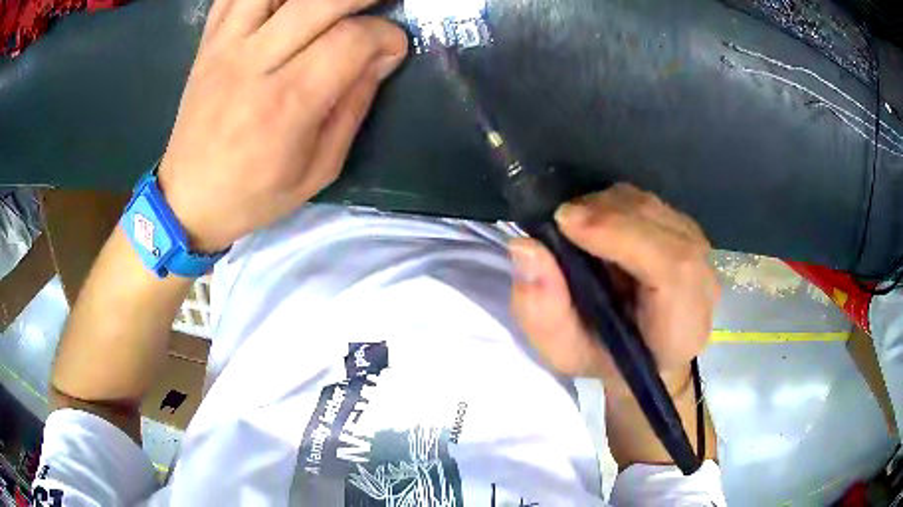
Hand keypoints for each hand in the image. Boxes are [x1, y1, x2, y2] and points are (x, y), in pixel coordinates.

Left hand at [157, 0, 407, 250]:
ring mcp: (224, 47)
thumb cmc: (253, 194)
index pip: (350, 41)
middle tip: (382, 2)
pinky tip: (286, 2)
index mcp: (287, 104)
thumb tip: (380, 58)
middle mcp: (253, 64)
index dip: (385, 36)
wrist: (187, 200)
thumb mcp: (318, 169)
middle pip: (318, 1)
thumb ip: (353, 107)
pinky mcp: (207, 43)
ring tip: (333, 3)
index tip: (393, 48)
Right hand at [509, 184, 718, 395]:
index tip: (566, 222)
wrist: (647, 356)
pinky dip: (616, 206)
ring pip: (650, 206)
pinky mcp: (686, 231)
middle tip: (560, 221)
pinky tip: (598, 226)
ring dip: (606, 207)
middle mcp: (702, 279)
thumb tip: (525, 246)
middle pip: (658, 224)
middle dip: (604, 214)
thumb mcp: (563, 352)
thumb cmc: (606, 360)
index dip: (621, 235)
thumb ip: (543, 309)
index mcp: (683, 323)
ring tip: (576, 227)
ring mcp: (699, 249)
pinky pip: (648, 203)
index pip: (670, 265)